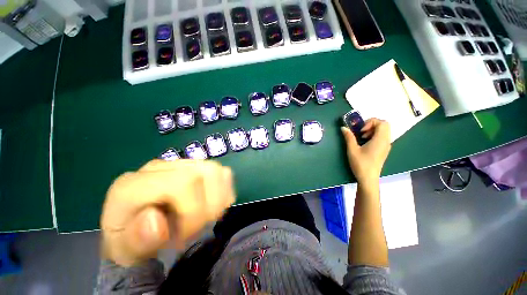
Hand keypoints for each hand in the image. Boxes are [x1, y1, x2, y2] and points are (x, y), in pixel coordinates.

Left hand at [100, 159, 234, 266]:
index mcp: (132, 185)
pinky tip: (212, 205)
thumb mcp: (128, 252)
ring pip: (215, 169)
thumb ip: (137, 241)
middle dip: (210, 203)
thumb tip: (156, 221)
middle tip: (200, 225)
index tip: (187, 234)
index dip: (194, 209)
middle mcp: (158, 167)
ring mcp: (178, 164)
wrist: (133, 226)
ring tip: (207, 215)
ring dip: (219, 196)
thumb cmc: (131, 241)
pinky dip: (223, 190)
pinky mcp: (192, 166)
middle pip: (205, 172)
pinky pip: (219, 171)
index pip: (182, 183)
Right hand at [341, 118, 390, 185]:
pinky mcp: (384, 150)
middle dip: (371, 125)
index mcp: (380, 140)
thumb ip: (349, 137)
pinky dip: (374, 136)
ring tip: (362, 137)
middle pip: (384, 125)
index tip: (361, 130)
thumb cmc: (361, 164)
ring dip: (372, 130)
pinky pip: (382, 137)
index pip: (382, 123)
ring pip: (383, 131)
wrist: (368, 179)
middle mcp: (386, 141)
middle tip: (361, 131)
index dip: (370, 122)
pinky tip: (365, 143)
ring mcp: (386, 146)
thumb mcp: (352, 150)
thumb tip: (343, 127)